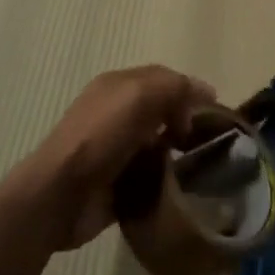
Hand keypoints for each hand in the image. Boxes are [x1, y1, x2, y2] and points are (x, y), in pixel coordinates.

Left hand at [23, 65, 216, 251]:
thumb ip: (175, 87)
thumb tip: (205, 93)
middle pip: (162, 111)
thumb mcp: (139, 96)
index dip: (189, 90)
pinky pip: (150, 177)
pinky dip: (166, 180)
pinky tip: (182, 188)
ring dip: (178, 153)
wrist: (59, 196)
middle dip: (186, 121)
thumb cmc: (100, 136)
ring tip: (202, 166)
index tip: (215, 111)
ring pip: (158, 144)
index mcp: (118, 86)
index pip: (163, 78)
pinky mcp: (117, 184)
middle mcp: (116, 114)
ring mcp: (115, 150)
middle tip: (211, 140)